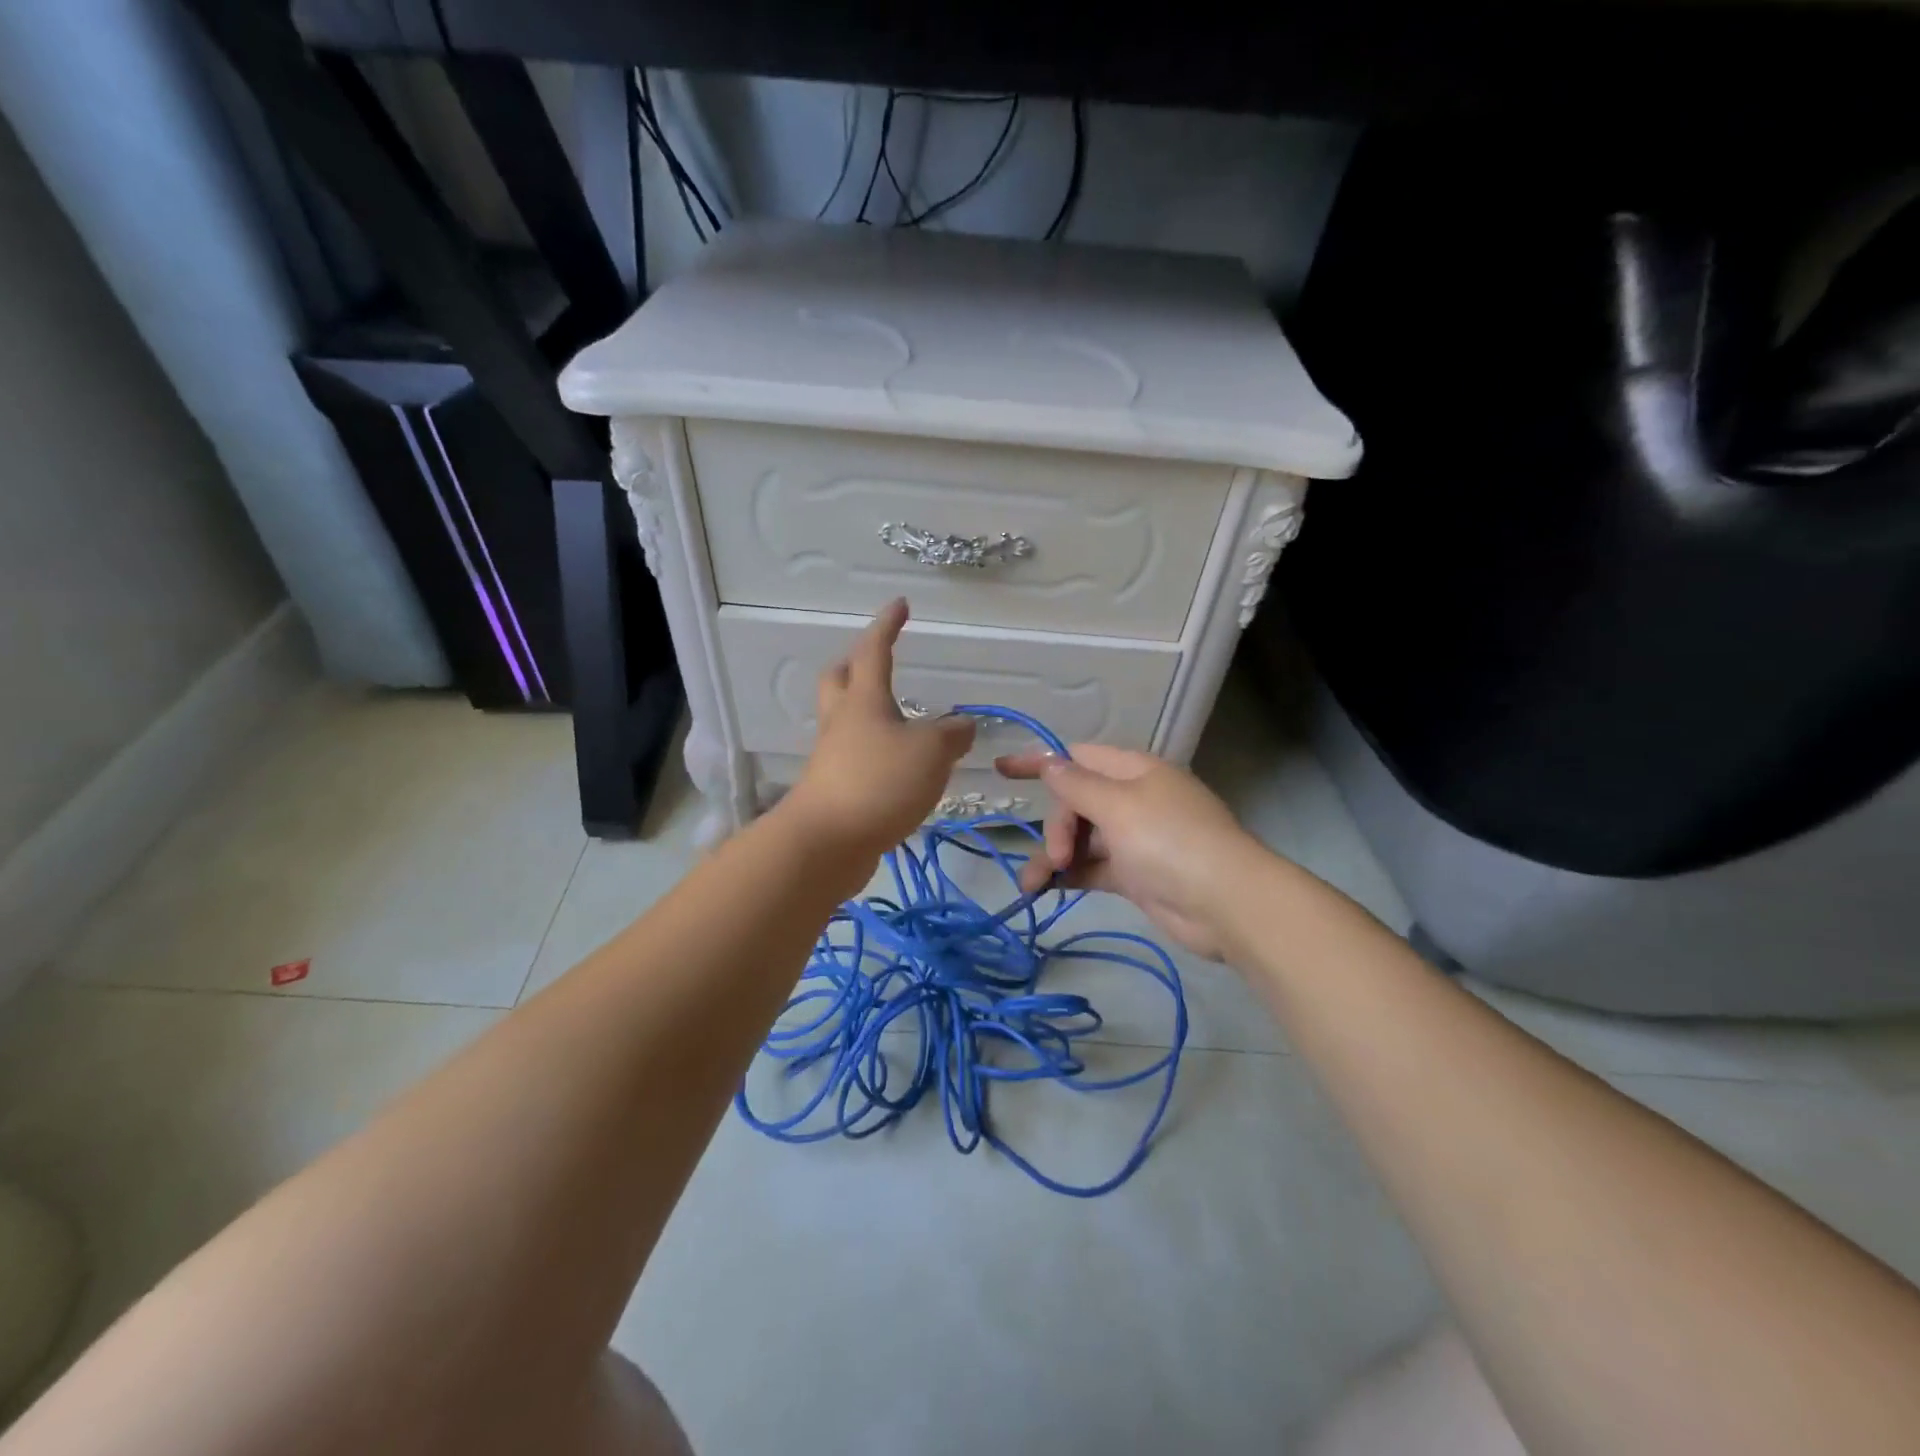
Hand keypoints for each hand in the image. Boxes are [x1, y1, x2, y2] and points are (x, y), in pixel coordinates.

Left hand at [781, 599, 975, 863]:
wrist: (826, 843)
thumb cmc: (878, 782)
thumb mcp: (930, 753)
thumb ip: (952, 736)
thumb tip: (964, 725)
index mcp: (864, 700)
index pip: (874, 650)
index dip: (887, 626)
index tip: (900, 604)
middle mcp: (843, 722)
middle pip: (840, 680)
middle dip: (856, 665)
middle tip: (878, 663)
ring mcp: (833, 756)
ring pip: (845, 720)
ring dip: (868, 712)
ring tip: (901, 721)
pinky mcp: (833, 788)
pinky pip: (853, 756)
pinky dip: (875, 752)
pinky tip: (897, 767)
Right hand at [995, 744, 1258, 959]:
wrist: (1226, 904)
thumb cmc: (1170, 840)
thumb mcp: (1118, 805)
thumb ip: (1077, 785)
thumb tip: (1049, 762)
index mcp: (1134, 771)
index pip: (1077, 757)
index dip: (1040, 762)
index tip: (1002, 769)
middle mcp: (1133, 799)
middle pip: (1076, 801)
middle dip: (1057, 826)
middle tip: (1057, 855)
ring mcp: (1135, 839)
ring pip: (1081, 839)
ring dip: (1054, 857)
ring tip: (1030, 884)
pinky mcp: (1136, 875)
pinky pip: (1092, 867)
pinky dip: (1070, 875)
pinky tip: (1045, 889)